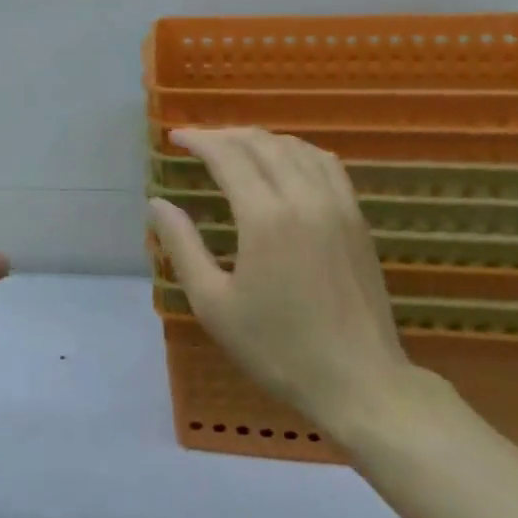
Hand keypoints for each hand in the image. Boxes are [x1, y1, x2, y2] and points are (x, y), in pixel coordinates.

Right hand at [148, 127, 416, 441]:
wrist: (360, 382)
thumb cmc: (278, 348)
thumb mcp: (213, 304)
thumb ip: (182, 246)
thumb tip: (157, 204)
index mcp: (265, 217)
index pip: (227, 155)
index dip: (198, 140)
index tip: (175, 138)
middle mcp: (303, 198)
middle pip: (260, 143)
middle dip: (224, 135)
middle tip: (197, 142)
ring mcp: (337, 205)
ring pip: (295, 147)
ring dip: (259, 139)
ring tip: (235, 148)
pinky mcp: (357, 218)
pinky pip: (326, 163)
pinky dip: (297, 150)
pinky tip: (284, 161)